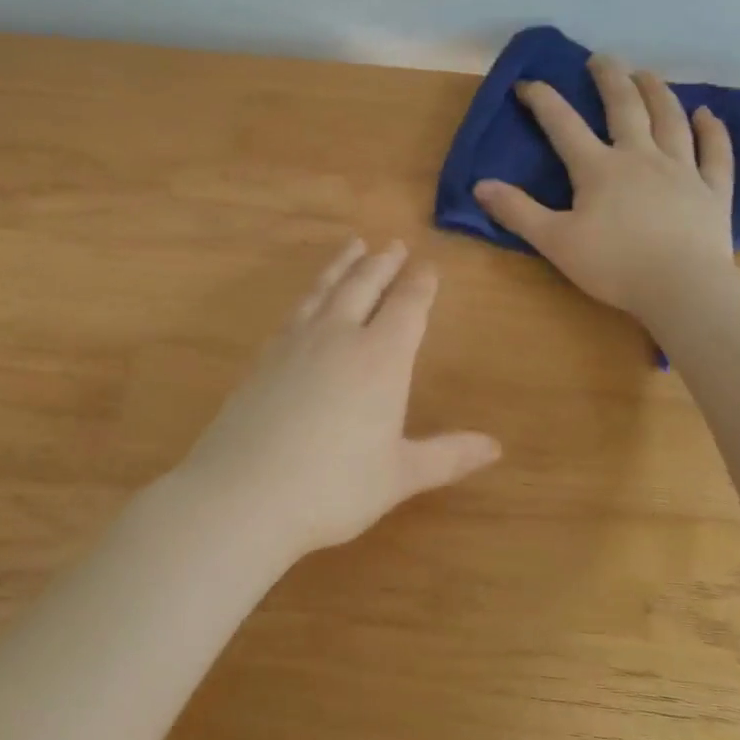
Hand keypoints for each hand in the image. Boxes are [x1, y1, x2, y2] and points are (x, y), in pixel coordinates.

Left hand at [170, 239, 500, 562]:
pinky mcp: (263, 358)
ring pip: (325, 289)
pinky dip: (310, 294)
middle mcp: (339, 337)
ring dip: (343, 265)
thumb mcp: (399, 476)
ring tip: (353, 246)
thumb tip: (495, 447)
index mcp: (381, 358)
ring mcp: (295, 343)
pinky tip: (308, 301)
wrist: (243, 494)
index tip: (428, 266)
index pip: (407, 306)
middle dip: (382, 263)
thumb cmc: (333, 488)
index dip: (420, 283)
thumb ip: (448, 456)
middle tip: (392, 244)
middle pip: (364, 285)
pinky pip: (295, 311)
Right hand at [472, 54, 737, 320]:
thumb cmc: (614, 266)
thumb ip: (518, 212)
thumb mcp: (554, 241)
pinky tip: (707, 114)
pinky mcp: (712, 190)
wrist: (683, 288)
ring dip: (657, 92)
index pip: (564, 125)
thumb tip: (480, 185)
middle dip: (610, 79)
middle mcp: (641, 157)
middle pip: (625, 107)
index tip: (526, 84)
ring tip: (646, 74)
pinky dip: (712, 131)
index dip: (542, 100)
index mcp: (599, 169)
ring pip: (670, 119)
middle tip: (601, 59)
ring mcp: (682, 170)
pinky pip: (715, 153)